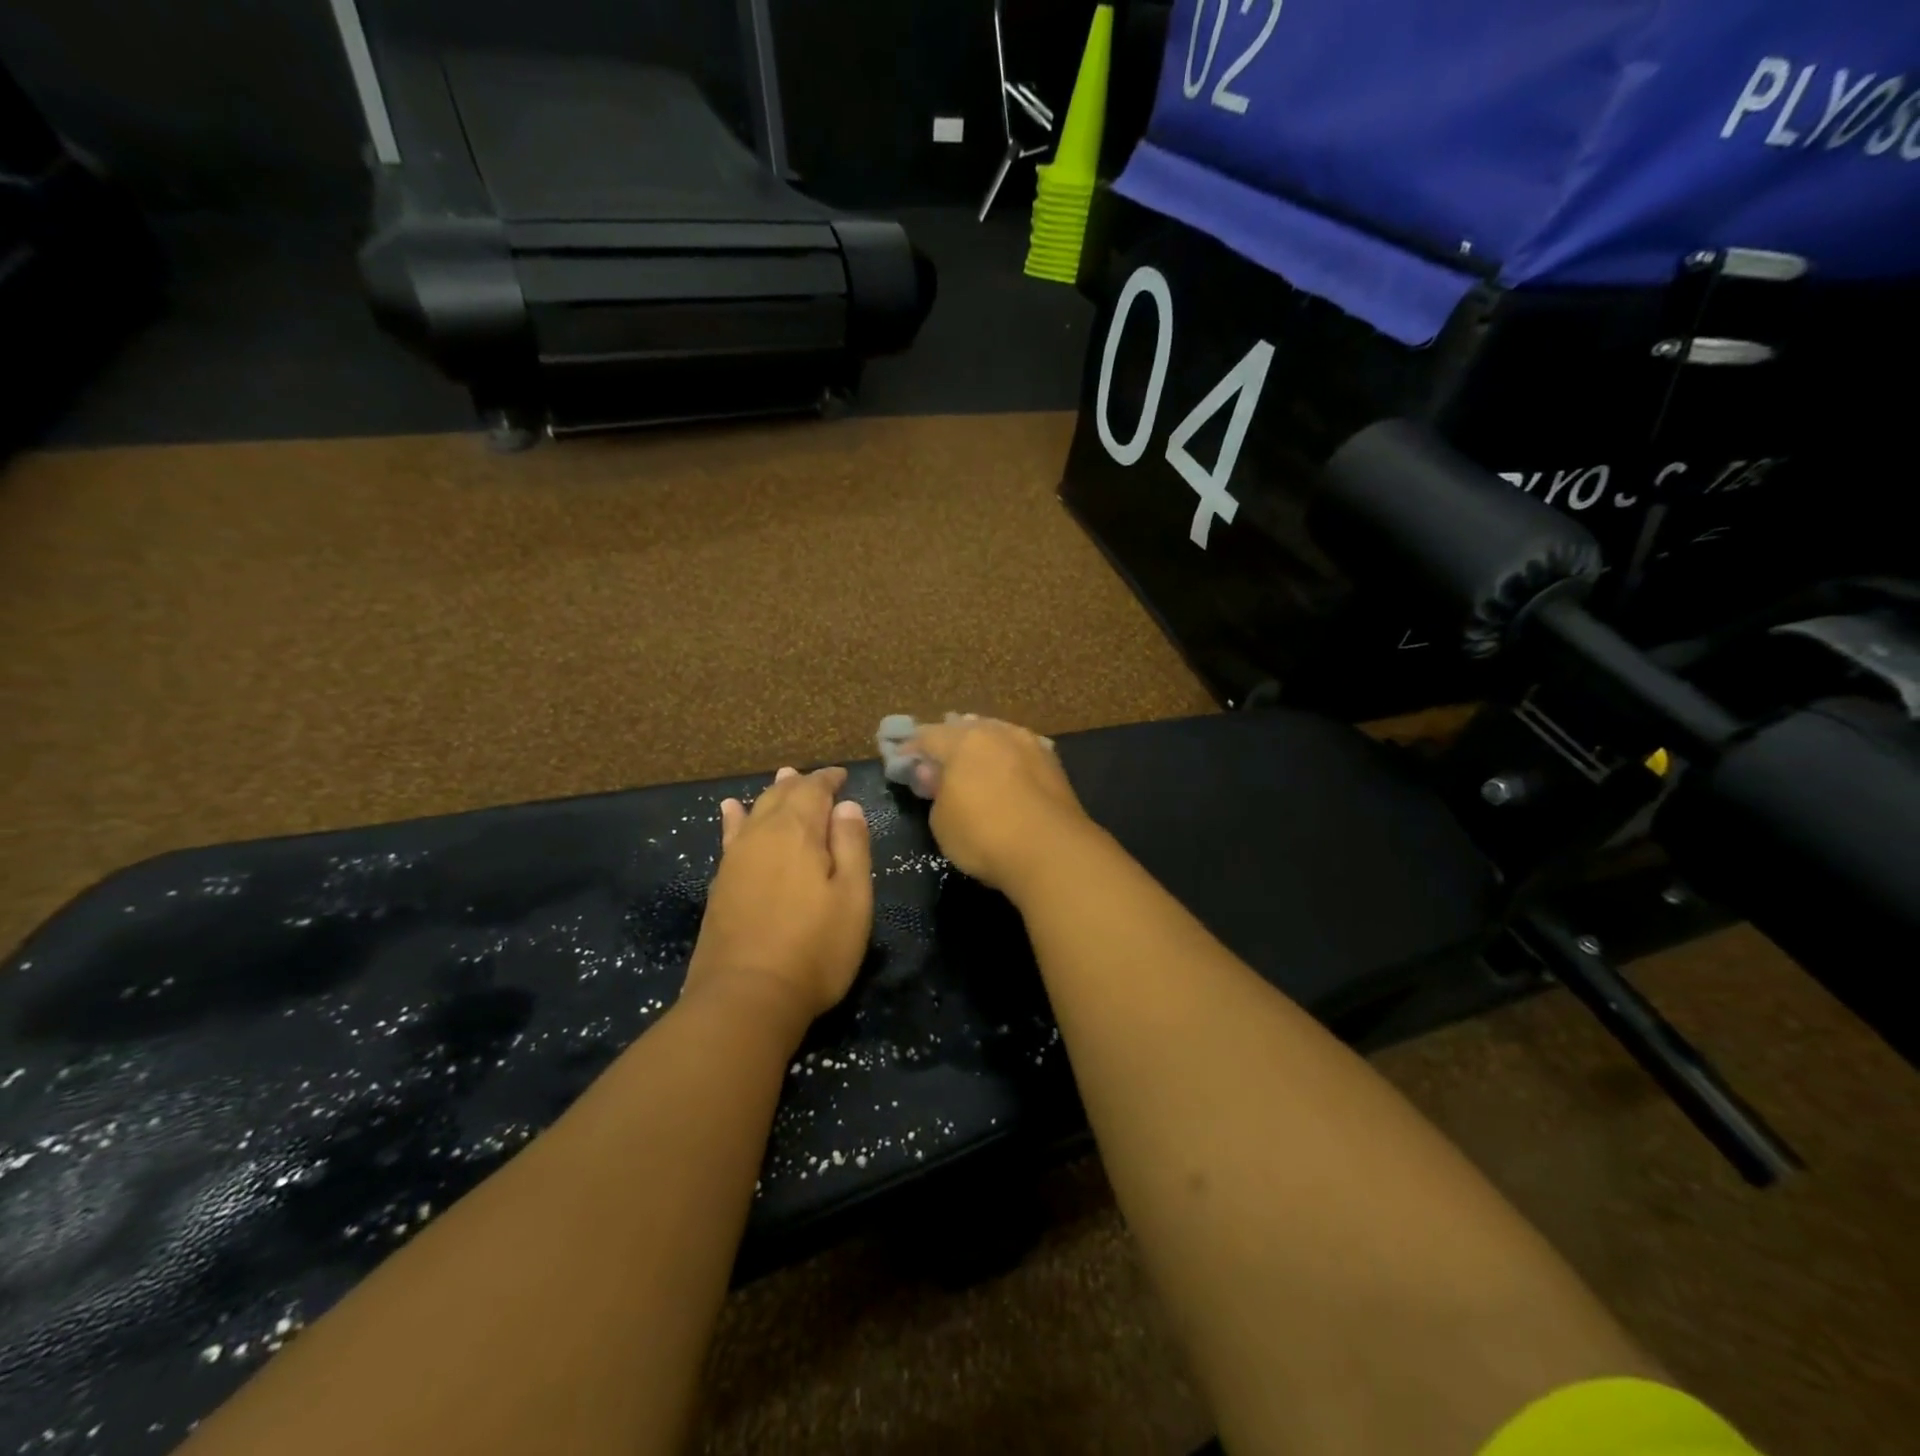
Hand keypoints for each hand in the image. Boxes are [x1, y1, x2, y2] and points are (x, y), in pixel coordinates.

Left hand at [683, 766, 872, 1026]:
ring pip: (755, 812)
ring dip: (772, 794)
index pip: (814, 790)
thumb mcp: (852, 897)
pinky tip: (732, 810)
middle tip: (816, 778)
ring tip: (782, 779)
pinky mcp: (721, 884)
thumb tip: (846, 806)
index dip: (828, 779)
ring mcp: (736, 860)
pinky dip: (735, 818)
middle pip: (781, 796)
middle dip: (801, 784)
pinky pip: (730, 836)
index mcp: (798, 832)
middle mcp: (762, 836)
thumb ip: (851, 845)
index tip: (842, 776)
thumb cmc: (814, 948)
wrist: (746, 998)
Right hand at [905, 716, 1094, 892]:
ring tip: (972, 764)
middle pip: (965, 728)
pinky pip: (1020, 753)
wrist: (1052, 852)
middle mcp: (997, 732)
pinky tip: (1005, 773)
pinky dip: (1007, 759)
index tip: (901, 762)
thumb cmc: (984, 835)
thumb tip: (933, 774)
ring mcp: (1030, 744)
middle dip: (948, 741)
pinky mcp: (1054, 764)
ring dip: (982, 747)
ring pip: (997, 736)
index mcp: (963, 740)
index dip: (911, 749)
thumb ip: (935, 792)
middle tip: (937, 760)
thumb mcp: (942, 820)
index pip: (927, 735)